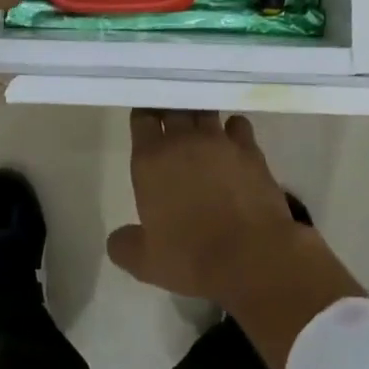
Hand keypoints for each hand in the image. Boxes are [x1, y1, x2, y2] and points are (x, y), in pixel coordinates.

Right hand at [107, 110, 367, 368]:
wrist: (251, 257)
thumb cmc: (191, 258)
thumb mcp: (146, 262)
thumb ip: (124, 245)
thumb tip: (118, 239)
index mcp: (151, 159)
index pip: (142, 117)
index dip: (144, 116)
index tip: (146, 121)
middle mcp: (183, 139)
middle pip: (173, 106)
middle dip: (170, 109)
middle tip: (171, 120)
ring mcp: (219, 140)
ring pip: (205, 111)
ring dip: (200, 116)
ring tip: (201, 128)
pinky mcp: (250, 149)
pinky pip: (238, 124)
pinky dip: (233, 129)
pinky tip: (233, 143)